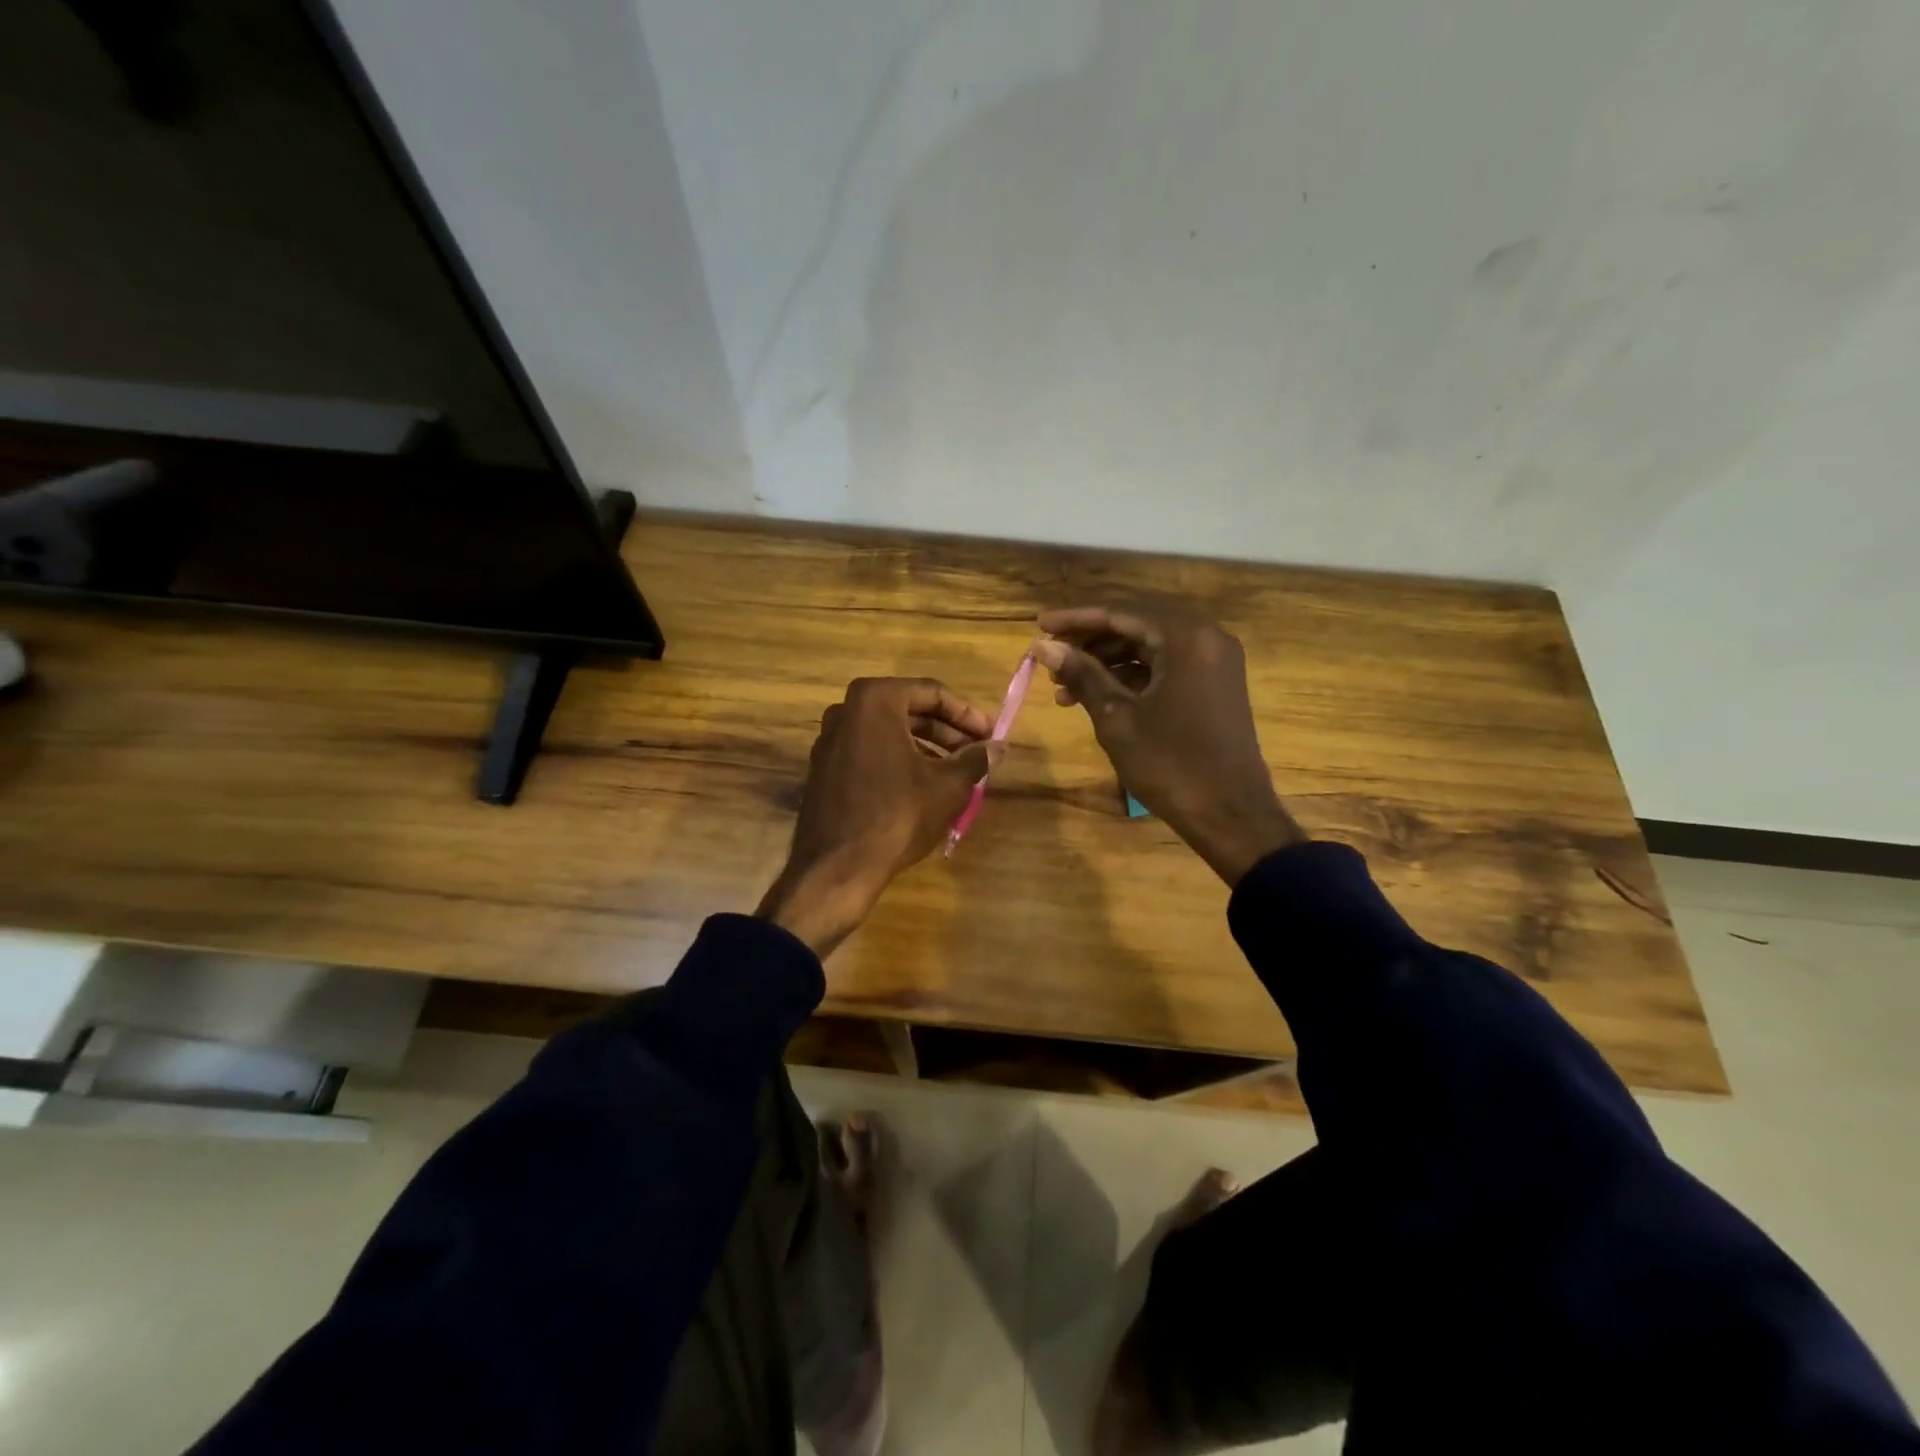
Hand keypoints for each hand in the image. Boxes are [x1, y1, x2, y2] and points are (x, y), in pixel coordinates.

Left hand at [758, 677, 1001, 955]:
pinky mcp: (824, 769)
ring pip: (889, 733)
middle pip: (908, 711)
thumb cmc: (898, 814)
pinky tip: (923, 786)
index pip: (932, 693)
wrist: (837, 867)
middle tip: (977, 752)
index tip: (991, 734)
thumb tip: (998, 747)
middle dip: (947, 731)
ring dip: (926, 748)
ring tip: (957, 773)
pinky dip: (900, 761)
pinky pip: (870, 753)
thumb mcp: (948, 785)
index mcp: (875, 700)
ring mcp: (830, 741)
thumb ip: (975, 759)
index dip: (967, 714)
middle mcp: (846, 711)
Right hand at [1033, 606, 1304, 884]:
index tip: (1039, 625)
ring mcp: (1213, 662)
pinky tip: (1094, 696)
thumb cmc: (1171, 765)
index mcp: (1187, 637)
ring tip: (1062, 686)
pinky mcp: (1212, 685)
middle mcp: (1206, 638)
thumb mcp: (1117, 718)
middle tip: (1049, 656)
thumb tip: (1043, 646)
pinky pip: (1164, 667)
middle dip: (1089, 641)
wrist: (1231, 816)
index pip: (1121, 612)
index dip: (1076, 618)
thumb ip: (1081, 675)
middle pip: (1136, 625)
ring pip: (1148, 647)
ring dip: (1105, 662)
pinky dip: (1129, 677)